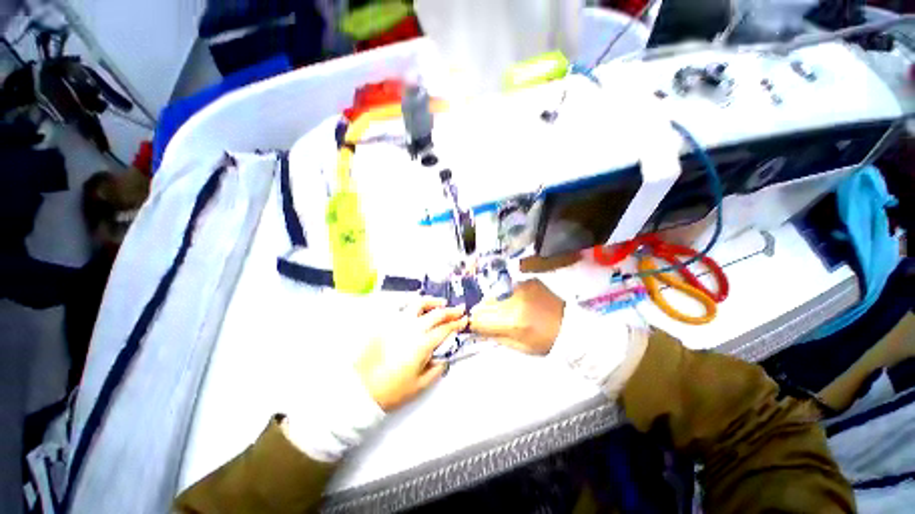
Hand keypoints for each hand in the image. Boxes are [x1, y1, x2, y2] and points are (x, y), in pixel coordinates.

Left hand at [355, 298, 466, 411]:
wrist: (361, 388)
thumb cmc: (392, 389)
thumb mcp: (420, 384)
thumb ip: (437, 369)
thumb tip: (444, 357)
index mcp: (423, 344)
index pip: (445, 329)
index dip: (457, 323)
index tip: (465, 319)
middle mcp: (413, 329)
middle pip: (436, 314)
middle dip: (451, 311)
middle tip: (459, 309)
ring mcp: (399, 323)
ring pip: (419, 304)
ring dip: (433, 302)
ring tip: (441, 303)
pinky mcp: (387, 323)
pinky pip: (403, 308)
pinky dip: (414, 305)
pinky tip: (418, 308)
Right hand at [469, 279, 564, 354]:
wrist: (571, 326)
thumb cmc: (545, 341)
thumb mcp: (519, 346)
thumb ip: (494, 336)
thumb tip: (475, 327)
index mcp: (513, 321)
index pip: (481, 318)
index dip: (474, 322)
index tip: (473, 324)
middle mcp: (515, 300)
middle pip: (485, 303)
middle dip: (482, 311)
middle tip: (488, 318)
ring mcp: (523, 287)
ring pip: (495, 294)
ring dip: (495, 302)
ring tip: (506, 310)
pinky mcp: (529, 281)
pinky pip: (508, 288)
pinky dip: (507, 295)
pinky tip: (516, 302)